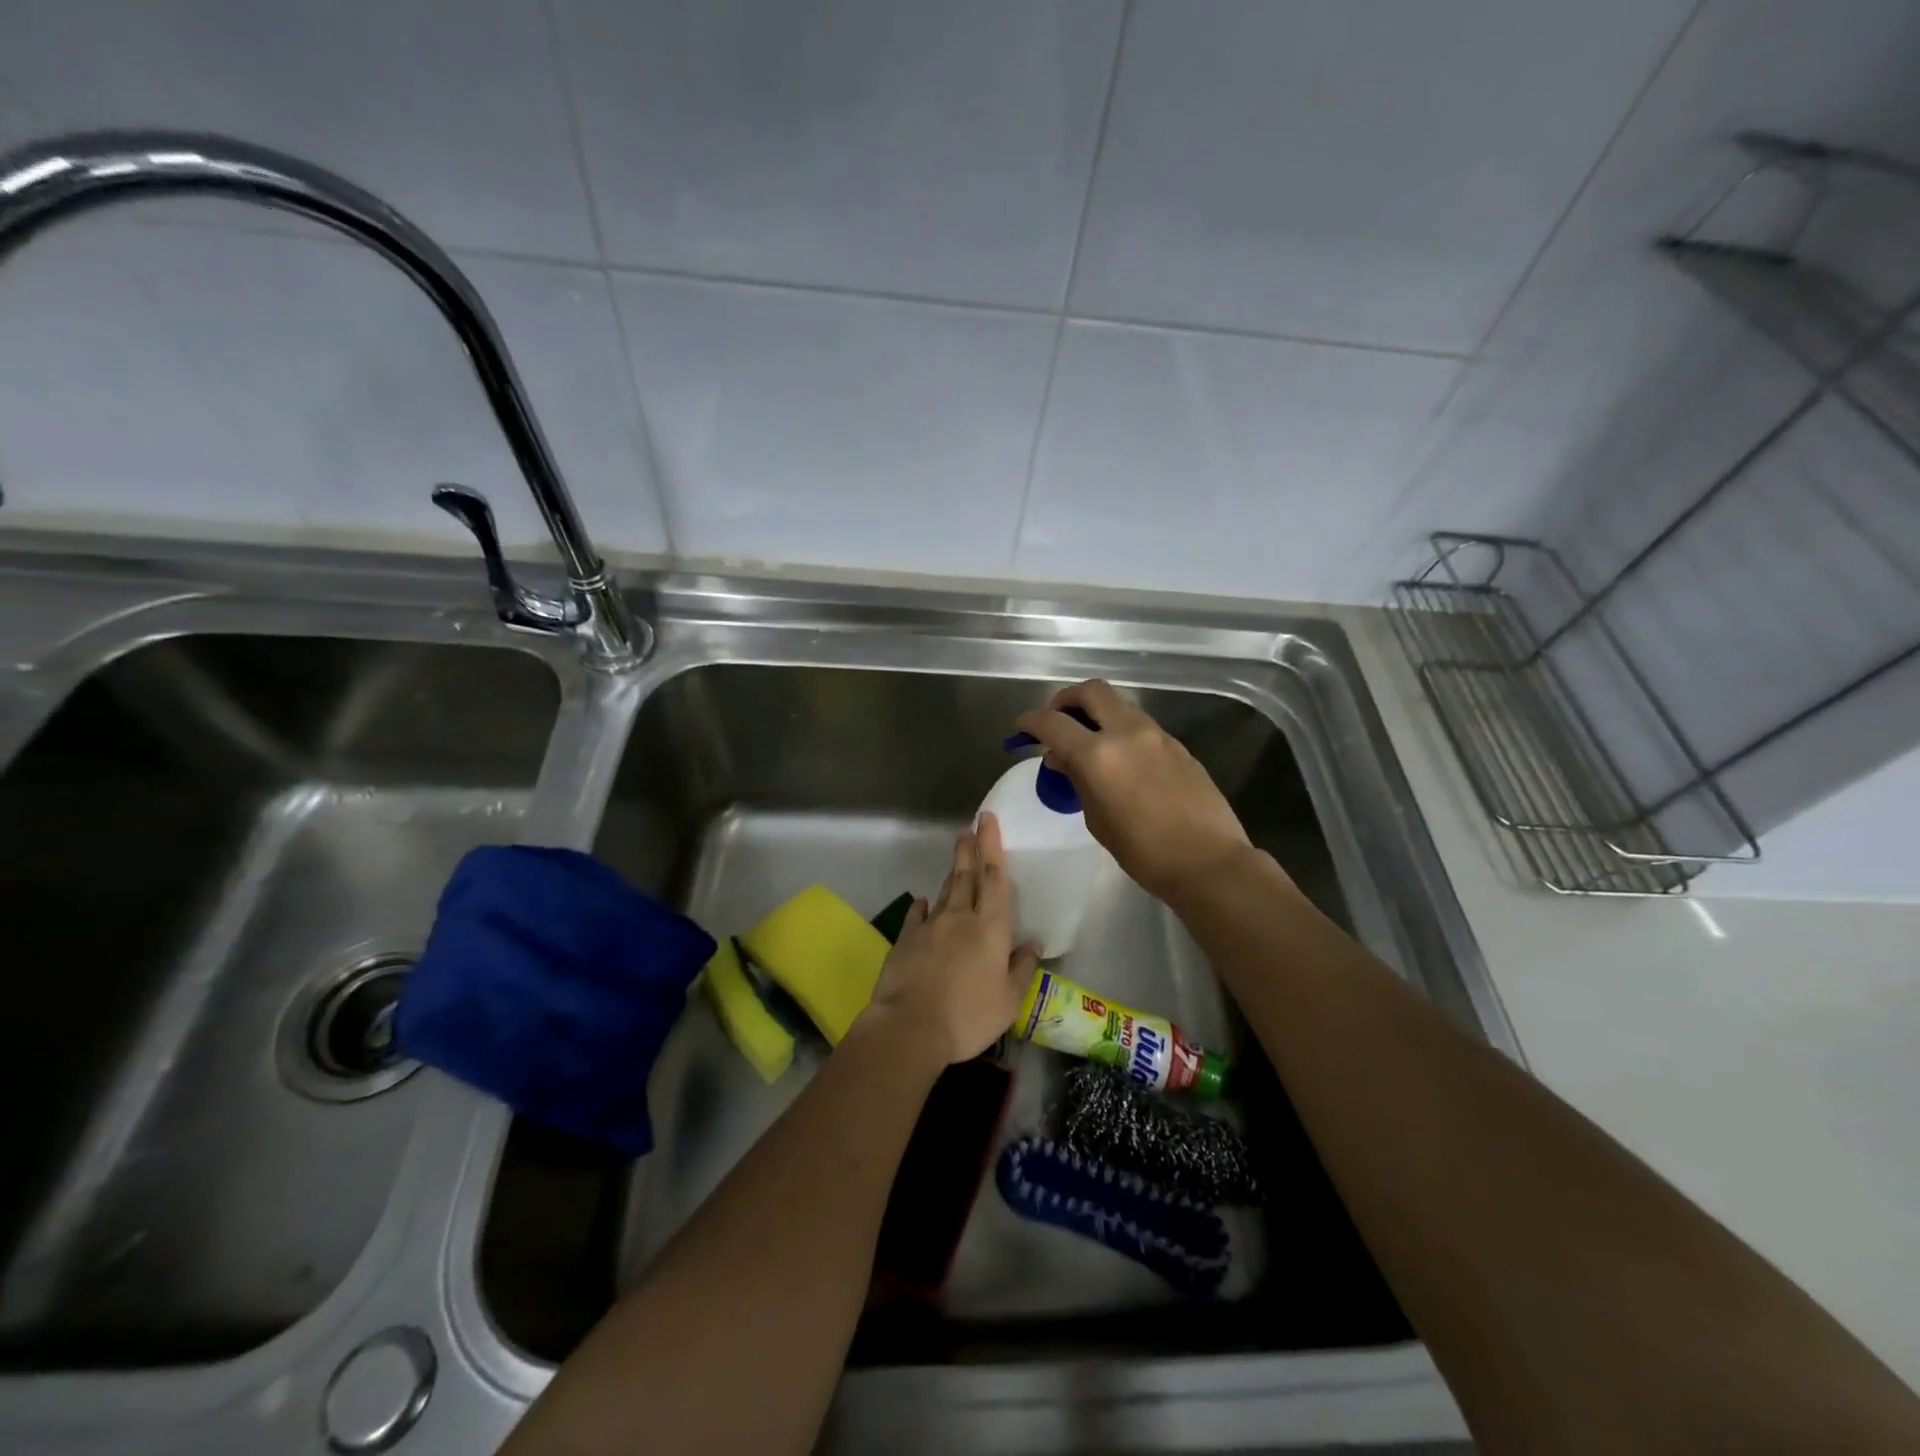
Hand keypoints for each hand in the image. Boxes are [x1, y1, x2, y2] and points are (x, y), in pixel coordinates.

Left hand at [861, 813, 1039, 1064]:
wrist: (909, 1026)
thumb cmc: (968, 1015)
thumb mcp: (1009, 1000)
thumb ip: (1022, 969)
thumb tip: (1032, 945)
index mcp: (990, 928)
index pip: (994, 877)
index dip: (992, 846)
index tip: (987, 820)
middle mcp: (960, 918)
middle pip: (965, 876)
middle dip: (969, 849)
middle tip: (968, 828)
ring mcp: (929, 927)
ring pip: (944, 892)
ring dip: (951, 874)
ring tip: (956, 859)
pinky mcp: (905, 940)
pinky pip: (916, 916)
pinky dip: (922, 906)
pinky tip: (923, 901)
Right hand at [1013, 680, 1254, 903]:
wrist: (1207, 861)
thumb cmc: (1142, 851)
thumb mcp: (1097, 818)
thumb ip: (1077, 780)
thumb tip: (1061, 758)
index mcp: (1098, 754)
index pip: (1053, 722)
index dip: (1031, 721)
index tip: (1022, 728)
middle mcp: (1127, 732)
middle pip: (1091, 691)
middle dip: (1066, 700)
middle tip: (1057, 722)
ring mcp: (1156, 735)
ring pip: (1119, 704)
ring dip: (1097, 713)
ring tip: (1087, 742)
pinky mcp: (1177, 745)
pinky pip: (1140, 724)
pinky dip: (1120, 730)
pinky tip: (1119, 759)